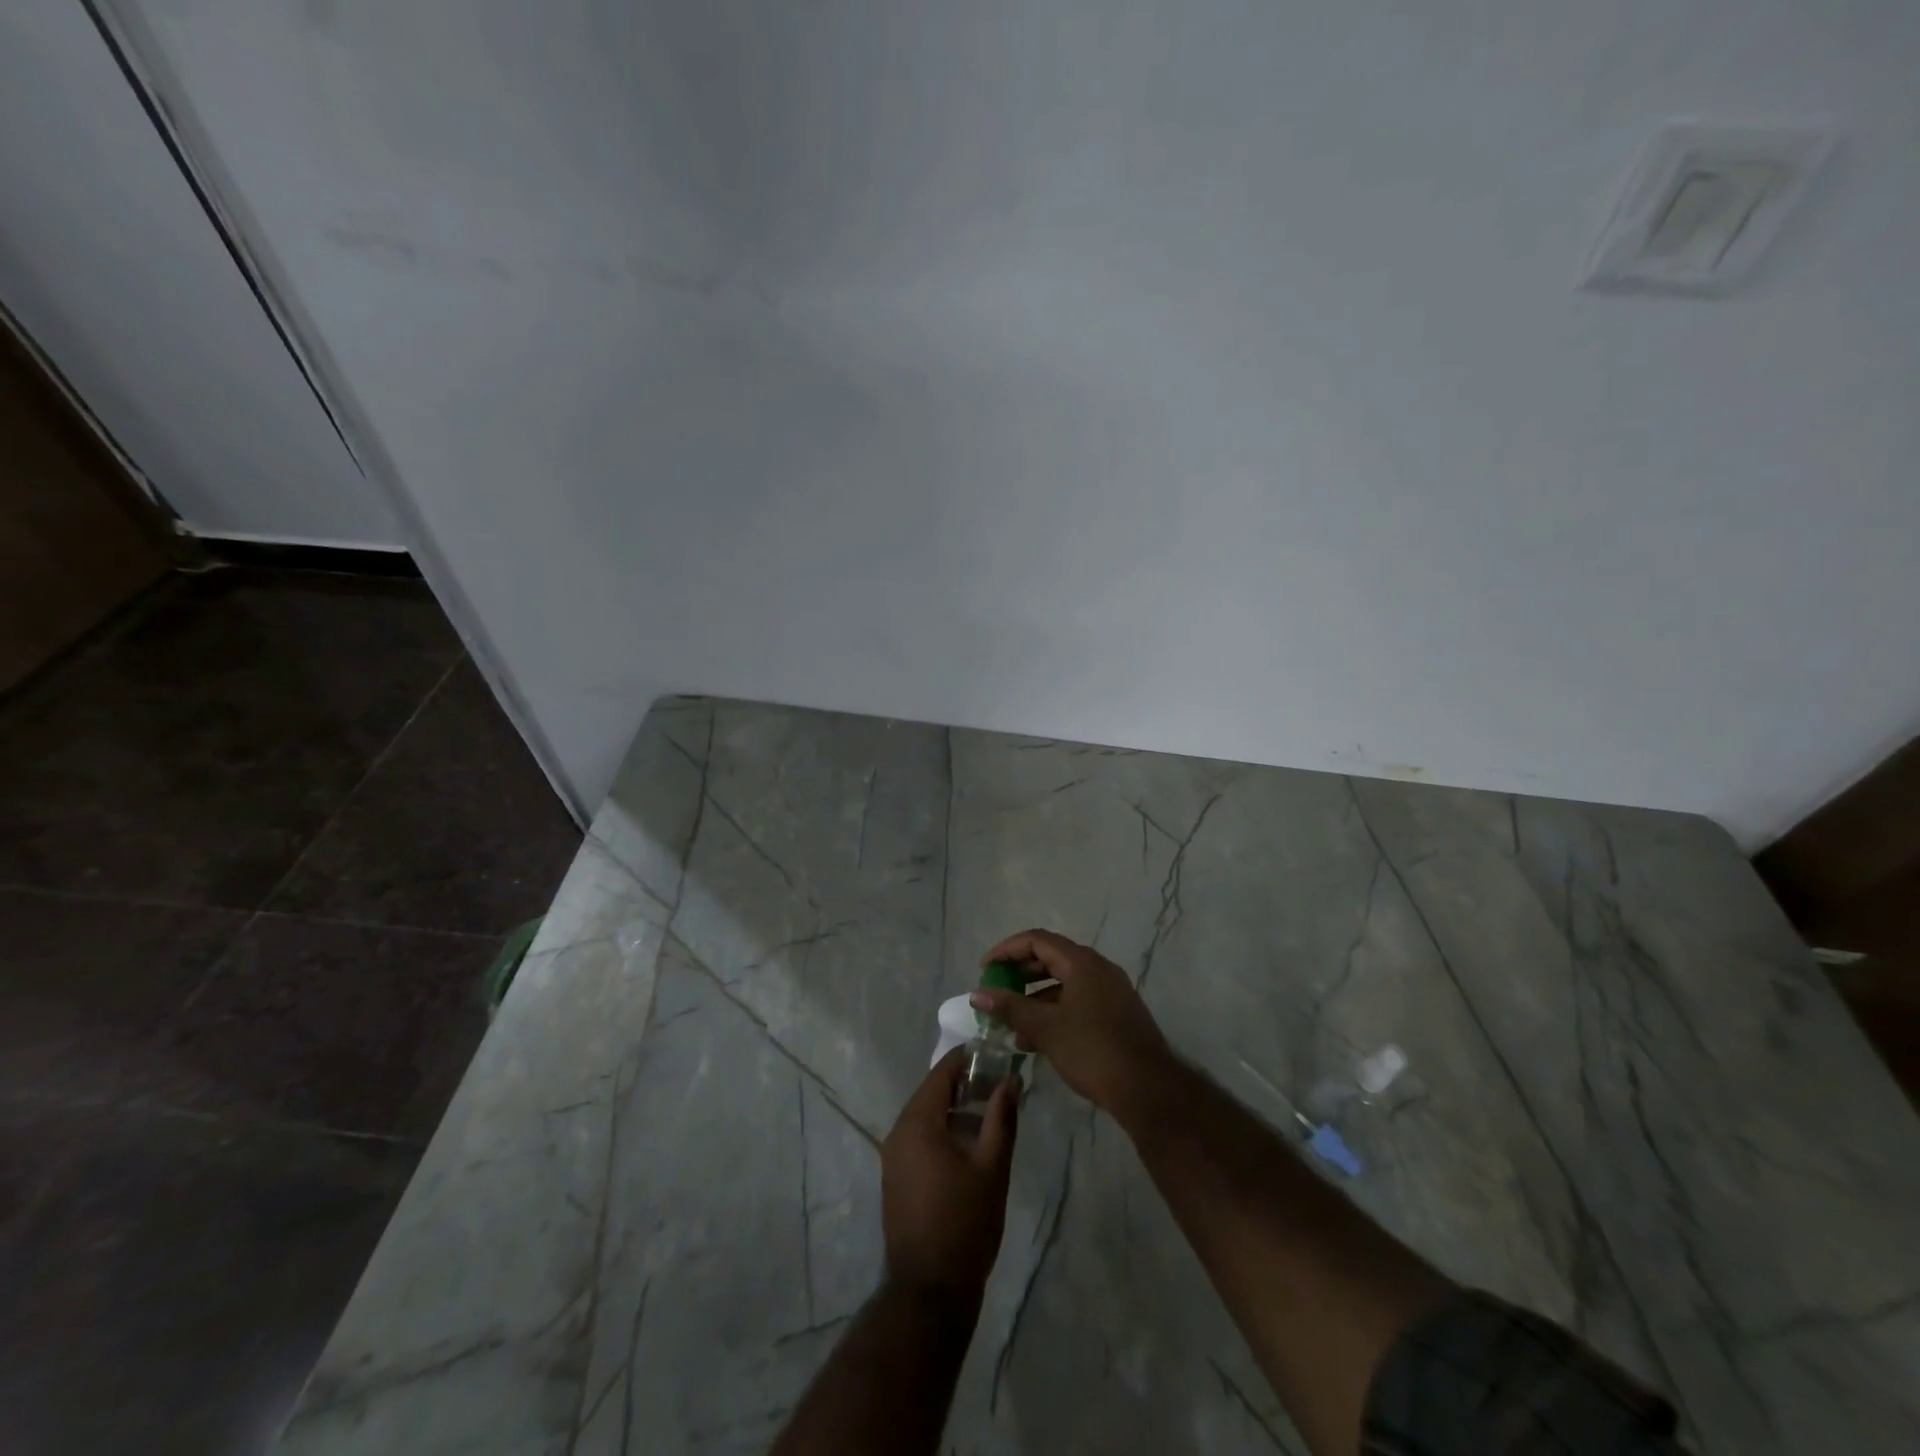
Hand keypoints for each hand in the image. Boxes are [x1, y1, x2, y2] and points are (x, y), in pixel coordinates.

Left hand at [880, 1049, 1016, 1303]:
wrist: (929, 1292)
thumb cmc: (964, 1224)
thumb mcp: (992, 1168)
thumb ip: (1001, 1118)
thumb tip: (1011, 1080)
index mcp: (917, 1122)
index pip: (942, 1073)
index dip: (968, 1059)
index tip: (996, 1054)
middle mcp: (898, 1132)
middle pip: (932, 1093)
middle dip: (965, 1085)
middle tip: (1000, 1084)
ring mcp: (893, 1157)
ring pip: (927, 1117)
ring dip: (956, 1110)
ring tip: (991, 1113)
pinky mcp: (896, 1178)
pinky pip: (920, 1139)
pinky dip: (944, 1131)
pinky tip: (971, 1145)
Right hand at [972, 928, 1172, 1116]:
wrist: (1148, 1089)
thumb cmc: (1092, 1050)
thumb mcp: (1045, 1028)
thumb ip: (1009, 1007)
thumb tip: (976, 994)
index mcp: (1082, 962)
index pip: (1036, 940)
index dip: (1006, 950)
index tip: (984, 970)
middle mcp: (1098, 969)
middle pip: (1050, 959)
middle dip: (1018, 974)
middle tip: (995, 992)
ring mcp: (1110, 992)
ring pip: (1063, 984)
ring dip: (1034, 998)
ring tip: (1010, 1023)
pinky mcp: (1115, 1014)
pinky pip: (1076, 1002)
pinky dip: (1053, 1012)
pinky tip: (1035, 1040)